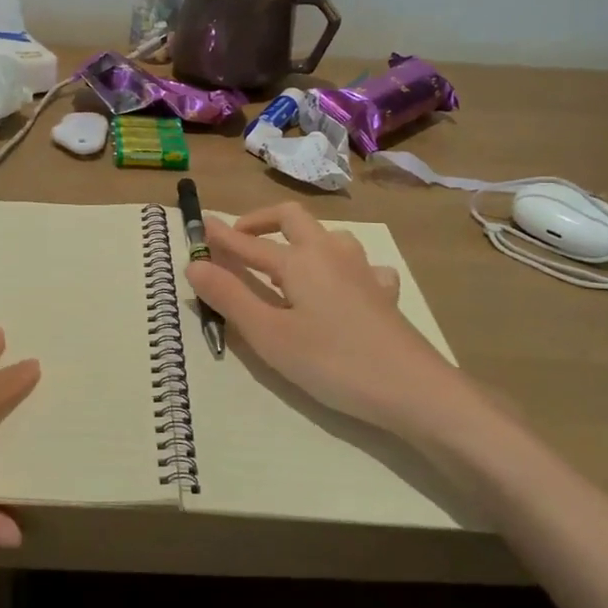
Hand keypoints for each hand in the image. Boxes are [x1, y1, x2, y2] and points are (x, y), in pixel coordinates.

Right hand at [187, 203, 473, 438]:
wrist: (413, 390)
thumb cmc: (333, 362)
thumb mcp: (269, 335)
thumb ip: (230, 297)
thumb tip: (194, 263)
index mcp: (299, 260)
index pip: (248, 242)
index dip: (221, 236)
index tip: (199, 224)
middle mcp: (330, 254)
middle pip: (292, 218)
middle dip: (261, 221)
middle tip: (239, 239)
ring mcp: (362, 271)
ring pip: (329, 236)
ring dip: (301, 238)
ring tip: (286, 262)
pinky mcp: (383, 294)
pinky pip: (361, 266)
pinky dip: (342, 267)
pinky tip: (341, 289)